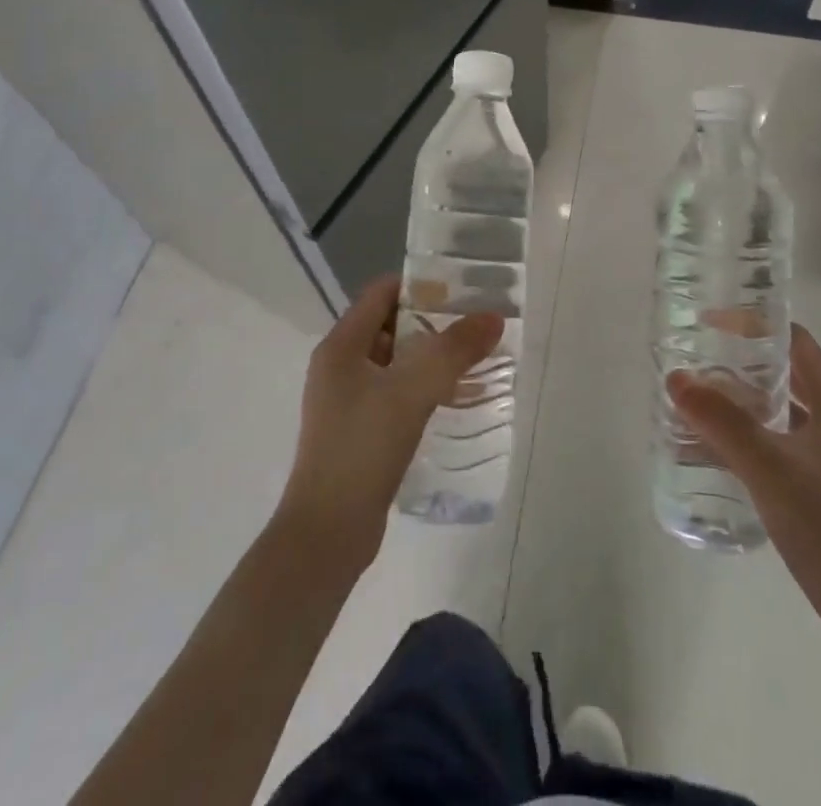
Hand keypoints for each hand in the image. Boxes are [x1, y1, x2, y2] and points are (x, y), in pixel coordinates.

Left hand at [276, 276, 503, 569]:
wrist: (327, 536)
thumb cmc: (361, 449)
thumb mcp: (410, 392)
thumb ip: (453, 351)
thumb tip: (493, 317)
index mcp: (341, 346)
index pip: (381, 293)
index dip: (421, 285)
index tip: (463, 289)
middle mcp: (341, 367)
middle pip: (392, 326)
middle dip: (435, 322)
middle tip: (478, 325)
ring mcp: (349, 401)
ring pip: (398, 363)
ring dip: (433, 358)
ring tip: (478, 360)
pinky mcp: (361, 432)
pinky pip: (397, 394)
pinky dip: (425, 389)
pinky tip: (456, 400)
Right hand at [669, 326, 820, 633]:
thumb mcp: (769, 468)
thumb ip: (722, 422)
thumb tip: (675, 377)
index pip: (793, 340)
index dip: (753, 324)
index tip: (708, 323)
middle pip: (784, 371)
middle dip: (738, 361)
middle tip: (693, 358)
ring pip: (779, 408)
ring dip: (740, 400)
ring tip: (694, 397)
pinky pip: (778, 441)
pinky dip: (748, 434)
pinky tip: (714, 447)